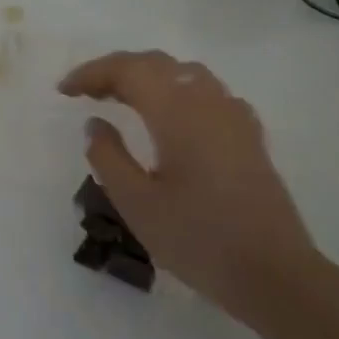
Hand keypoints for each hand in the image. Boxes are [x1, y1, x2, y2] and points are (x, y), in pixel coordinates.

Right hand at [59, 51, 325, 328]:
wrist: (274, 274)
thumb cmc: (198, 239)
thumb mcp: (136, 203)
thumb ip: (108, 157)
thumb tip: (96, 124)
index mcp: (177, 112)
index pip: (128, 70)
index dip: (92, 73)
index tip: (64, 90)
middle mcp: (208, 101)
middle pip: (157, 64)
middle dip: (116, 70)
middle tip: (85, 92)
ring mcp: (234, 116)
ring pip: (184, 73)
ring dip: (147, 77)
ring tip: (121, 99)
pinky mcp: (249, 135)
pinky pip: (207, 93)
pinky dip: (176, 91)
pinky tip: (170, 118)